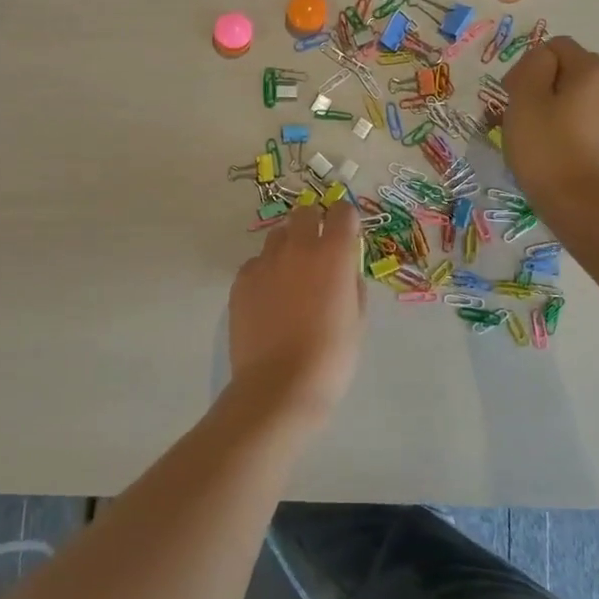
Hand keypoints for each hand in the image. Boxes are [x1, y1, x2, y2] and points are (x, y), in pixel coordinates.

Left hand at [227, 202, 365, 428]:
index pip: (342, 212)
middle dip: (313, 223)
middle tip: (317, 252)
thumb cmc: (331, 357)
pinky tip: (268, 301)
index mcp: (333, 255)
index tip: (346, 234)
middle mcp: (297, 248)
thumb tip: (344, 272)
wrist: (279, 386)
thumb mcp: (357, 321)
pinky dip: (265, 272)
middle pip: (304, 213)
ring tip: (290, 279)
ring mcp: (264, 263)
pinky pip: (256, 264)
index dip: (346, 220)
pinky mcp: (241, 281)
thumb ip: (352, 285)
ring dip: (288, 247)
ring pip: (277, 237)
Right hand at [500, 36, 598, 224]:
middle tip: (518, 117)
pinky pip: (587, 122)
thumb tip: (542, 60)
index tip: (511, 97)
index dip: (527, 66)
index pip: (554, 47)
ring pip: (577, 98)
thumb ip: (532, 67)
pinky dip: (568, 129)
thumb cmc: (548, 150)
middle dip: (541, 86)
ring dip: (553, 109)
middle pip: (568, 70)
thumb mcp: (525, 100)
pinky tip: (554, 153)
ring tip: (534, 139)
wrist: (586, 207)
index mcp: (592, 69)